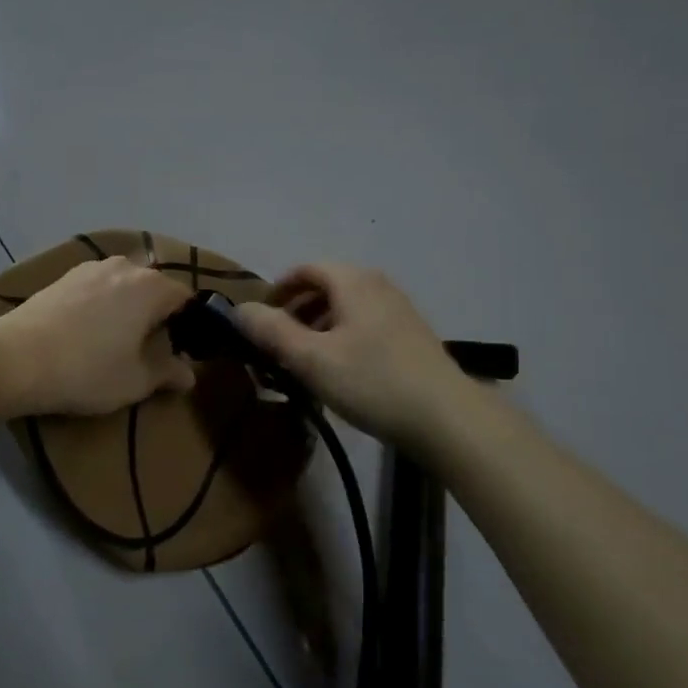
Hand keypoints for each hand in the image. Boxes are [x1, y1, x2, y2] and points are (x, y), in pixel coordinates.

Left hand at [0, 257, 196, 416]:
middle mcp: (125, 267)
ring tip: (115, 337)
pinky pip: (95, 286)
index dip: (188, 322)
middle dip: (156, 312)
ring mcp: (90, 267)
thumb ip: (167, 373)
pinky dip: (99, 303)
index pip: (184, 297)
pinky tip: (87, 329)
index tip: (180, 348)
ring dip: (126, 305)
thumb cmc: (87, 370)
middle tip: (148, 347)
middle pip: (153, 286)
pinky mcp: (62, 276)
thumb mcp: (135, 381)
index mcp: (151, 287)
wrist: (16, 359)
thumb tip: (189, 375)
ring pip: (122, 284)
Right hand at [235, 264, 468, 447]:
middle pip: (326, 287)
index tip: (260, 320)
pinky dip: (343, 337)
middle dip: (297, 311)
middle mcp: (378, 285)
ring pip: (346, 308)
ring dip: (319, 327)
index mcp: (353, 281)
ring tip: (306, 362)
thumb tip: (240, 309)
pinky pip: (365, 324)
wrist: (447, 418)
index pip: (305, 269)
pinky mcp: (412, 335)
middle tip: (278, 345)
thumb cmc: (372, 381)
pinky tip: (341, 373)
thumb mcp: (311, 359)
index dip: (278, 290)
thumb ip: (271, 331)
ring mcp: (399, 310)